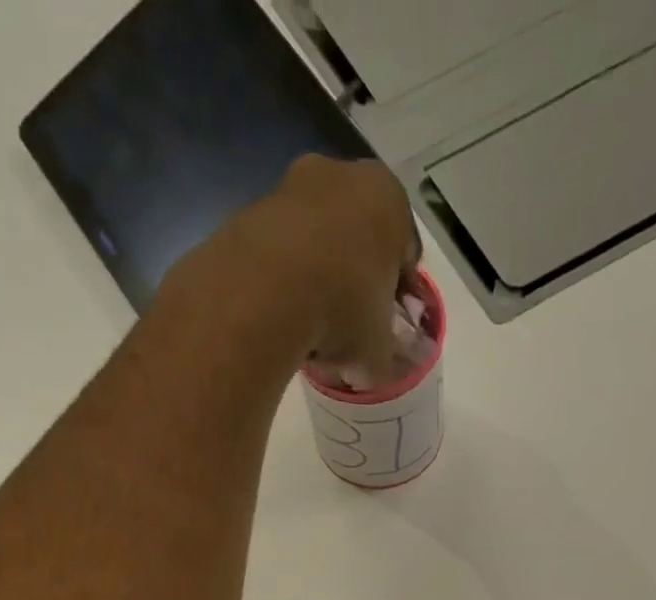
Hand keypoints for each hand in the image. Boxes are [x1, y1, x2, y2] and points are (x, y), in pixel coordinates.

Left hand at [208, 155, 418, 377]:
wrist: (263, 292)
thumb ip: (383, 357)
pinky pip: (279, 251)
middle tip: (349, 326)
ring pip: (316, 241)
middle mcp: (342, 175)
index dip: (398, 295)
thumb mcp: (377, 352)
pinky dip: (283, 278)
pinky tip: (281, 315)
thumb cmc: (343, 310)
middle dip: (355, 279)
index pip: (405, 254)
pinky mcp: (250, 210)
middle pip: (358, 239)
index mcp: (389, 200)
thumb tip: (372, 368)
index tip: (387, 327)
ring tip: (311, 326)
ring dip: (318, 276)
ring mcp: (291, 187)